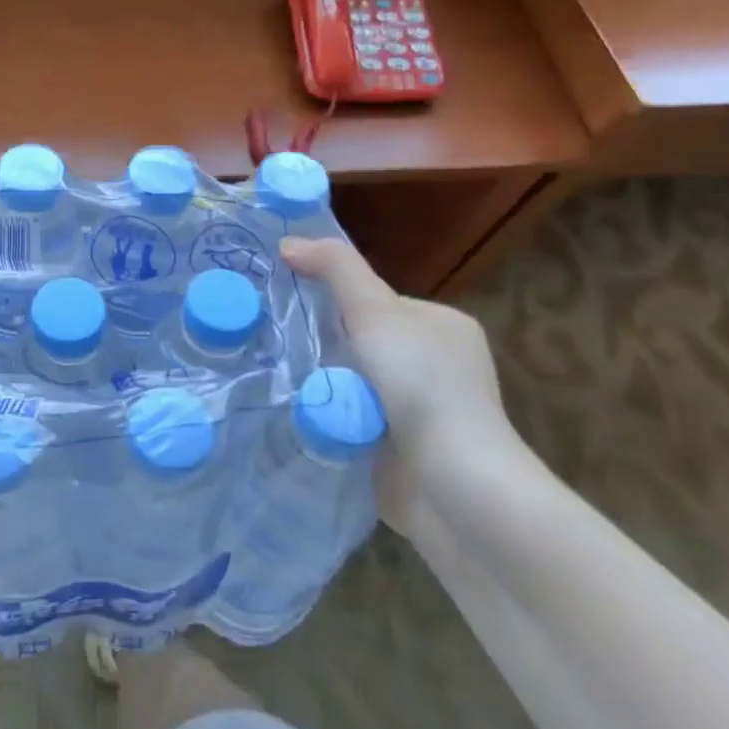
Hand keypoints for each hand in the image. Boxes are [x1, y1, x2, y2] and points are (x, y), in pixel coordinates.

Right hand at [280, 236, 522, 530]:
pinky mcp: (398, 450)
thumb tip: (288, 242)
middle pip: (358, 341)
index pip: (374, 301)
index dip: (333, 300)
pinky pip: (348, 419)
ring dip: (319, 383)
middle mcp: (434, 365)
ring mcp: (418, 411)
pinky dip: (326, 417)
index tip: (290, 306)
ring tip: (275, 378)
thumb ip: (335, 269)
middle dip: (320, 345)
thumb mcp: (376, 311)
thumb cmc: (421, 386)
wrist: (453, 487)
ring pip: (348, 382)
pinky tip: (297, 413)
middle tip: (276, 343)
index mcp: (441, 326)